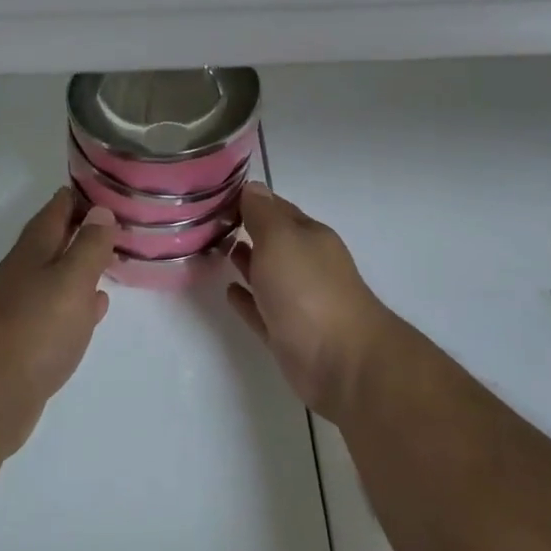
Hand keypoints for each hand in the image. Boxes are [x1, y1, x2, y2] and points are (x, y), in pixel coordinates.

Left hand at [0, 189, 114, 456]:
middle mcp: (25, 270)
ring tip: (114, 258)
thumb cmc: (35, 329)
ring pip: (59, 273)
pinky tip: (96, 307)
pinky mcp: (26, 339)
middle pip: (57, 238)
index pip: (59, 206)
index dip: (85, 194)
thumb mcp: (72, 280)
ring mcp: (22, 305)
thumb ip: (89, 245)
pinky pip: (58, 308)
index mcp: (34, 248)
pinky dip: (79, 301)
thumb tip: (100, 210)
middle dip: (86, 228)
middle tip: (122, 223)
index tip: (115, 189)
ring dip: (83, 264)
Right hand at [228, 183, 395, 420]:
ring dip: (245, 262)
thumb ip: (263, 214)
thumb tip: (252, 188)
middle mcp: (306, 264)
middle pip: (272, 241)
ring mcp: (298, 301)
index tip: (216, 195)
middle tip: (208, 223)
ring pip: (266, 274)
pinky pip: (261, 310)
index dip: (249, 200)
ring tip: (216, 250)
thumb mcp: (281, 238)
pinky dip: (246, 300)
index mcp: (309, 236)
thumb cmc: (308, 290)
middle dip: (246, 230)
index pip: (275, 208)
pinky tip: (229, 292)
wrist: (341, 363)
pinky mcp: (288, 335)